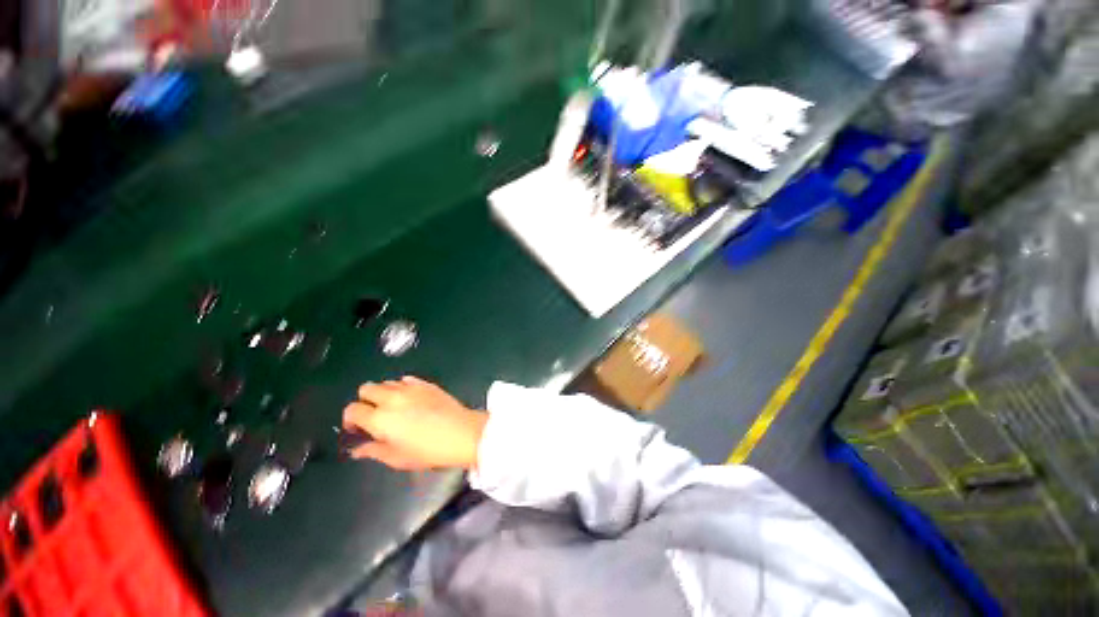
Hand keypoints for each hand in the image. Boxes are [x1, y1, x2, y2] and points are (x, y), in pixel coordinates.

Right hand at [342, 376, 487, 470]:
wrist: (461, 433)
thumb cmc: (428, 450)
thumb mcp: (397, 458)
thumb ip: (373, 451)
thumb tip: (358, 449)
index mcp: (380, 418)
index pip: (352, 409)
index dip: (351, 419)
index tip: (357, 428)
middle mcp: (392, 398)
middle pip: (366, 388)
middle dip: (365, 401)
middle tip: (374, 415)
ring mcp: (411, 388)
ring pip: (386, 382)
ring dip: (384, 393)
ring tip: (393, 408)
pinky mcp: (426, 383)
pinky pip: (406, 379)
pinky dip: (402, 387)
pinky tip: (410, 399)